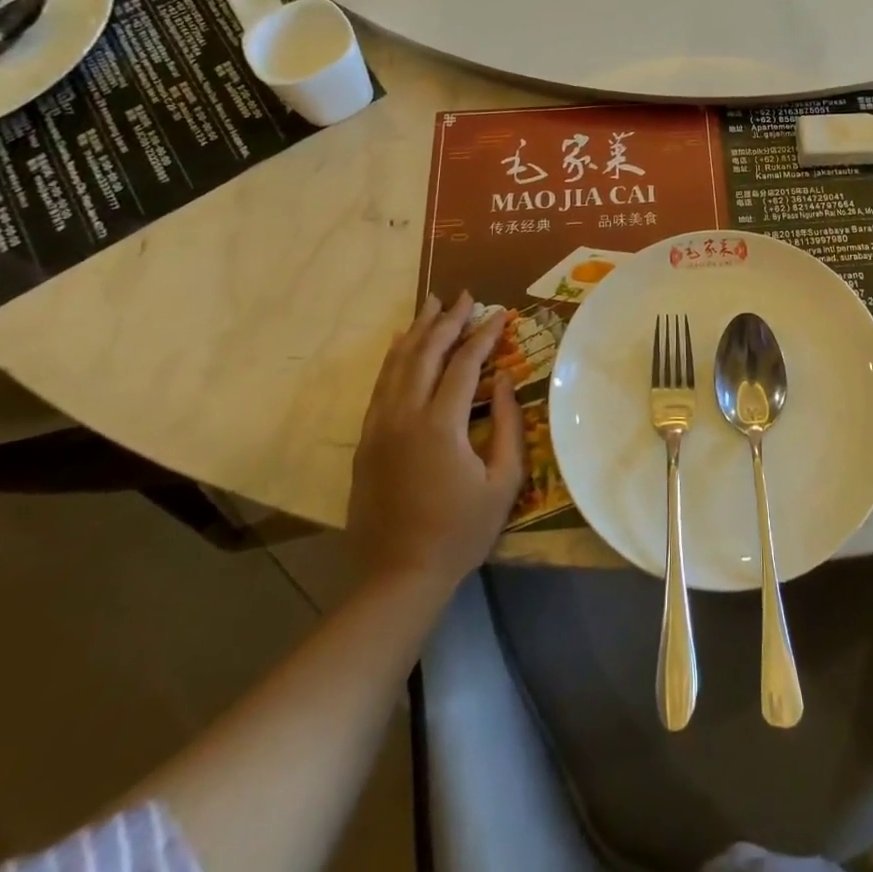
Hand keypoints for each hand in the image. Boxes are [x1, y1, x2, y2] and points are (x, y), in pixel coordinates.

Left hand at [348, 292, 524, 587]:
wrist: (397, 577)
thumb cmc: (460, 532)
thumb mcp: (502, 482)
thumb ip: (507, 424)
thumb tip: (504, 379)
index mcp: (440, 425)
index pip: (464, 364)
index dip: (483, 335)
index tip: (500, 313)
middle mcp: (404, 416)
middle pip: (425, 353)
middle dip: (447, 320)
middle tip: (465, 295)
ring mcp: (379, 427)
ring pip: (396, 364)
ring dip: (417, 331)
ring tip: (432, 305)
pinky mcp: (365, 441)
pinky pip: (379, 386)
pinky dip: (393, 358)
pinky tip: (400, 344)